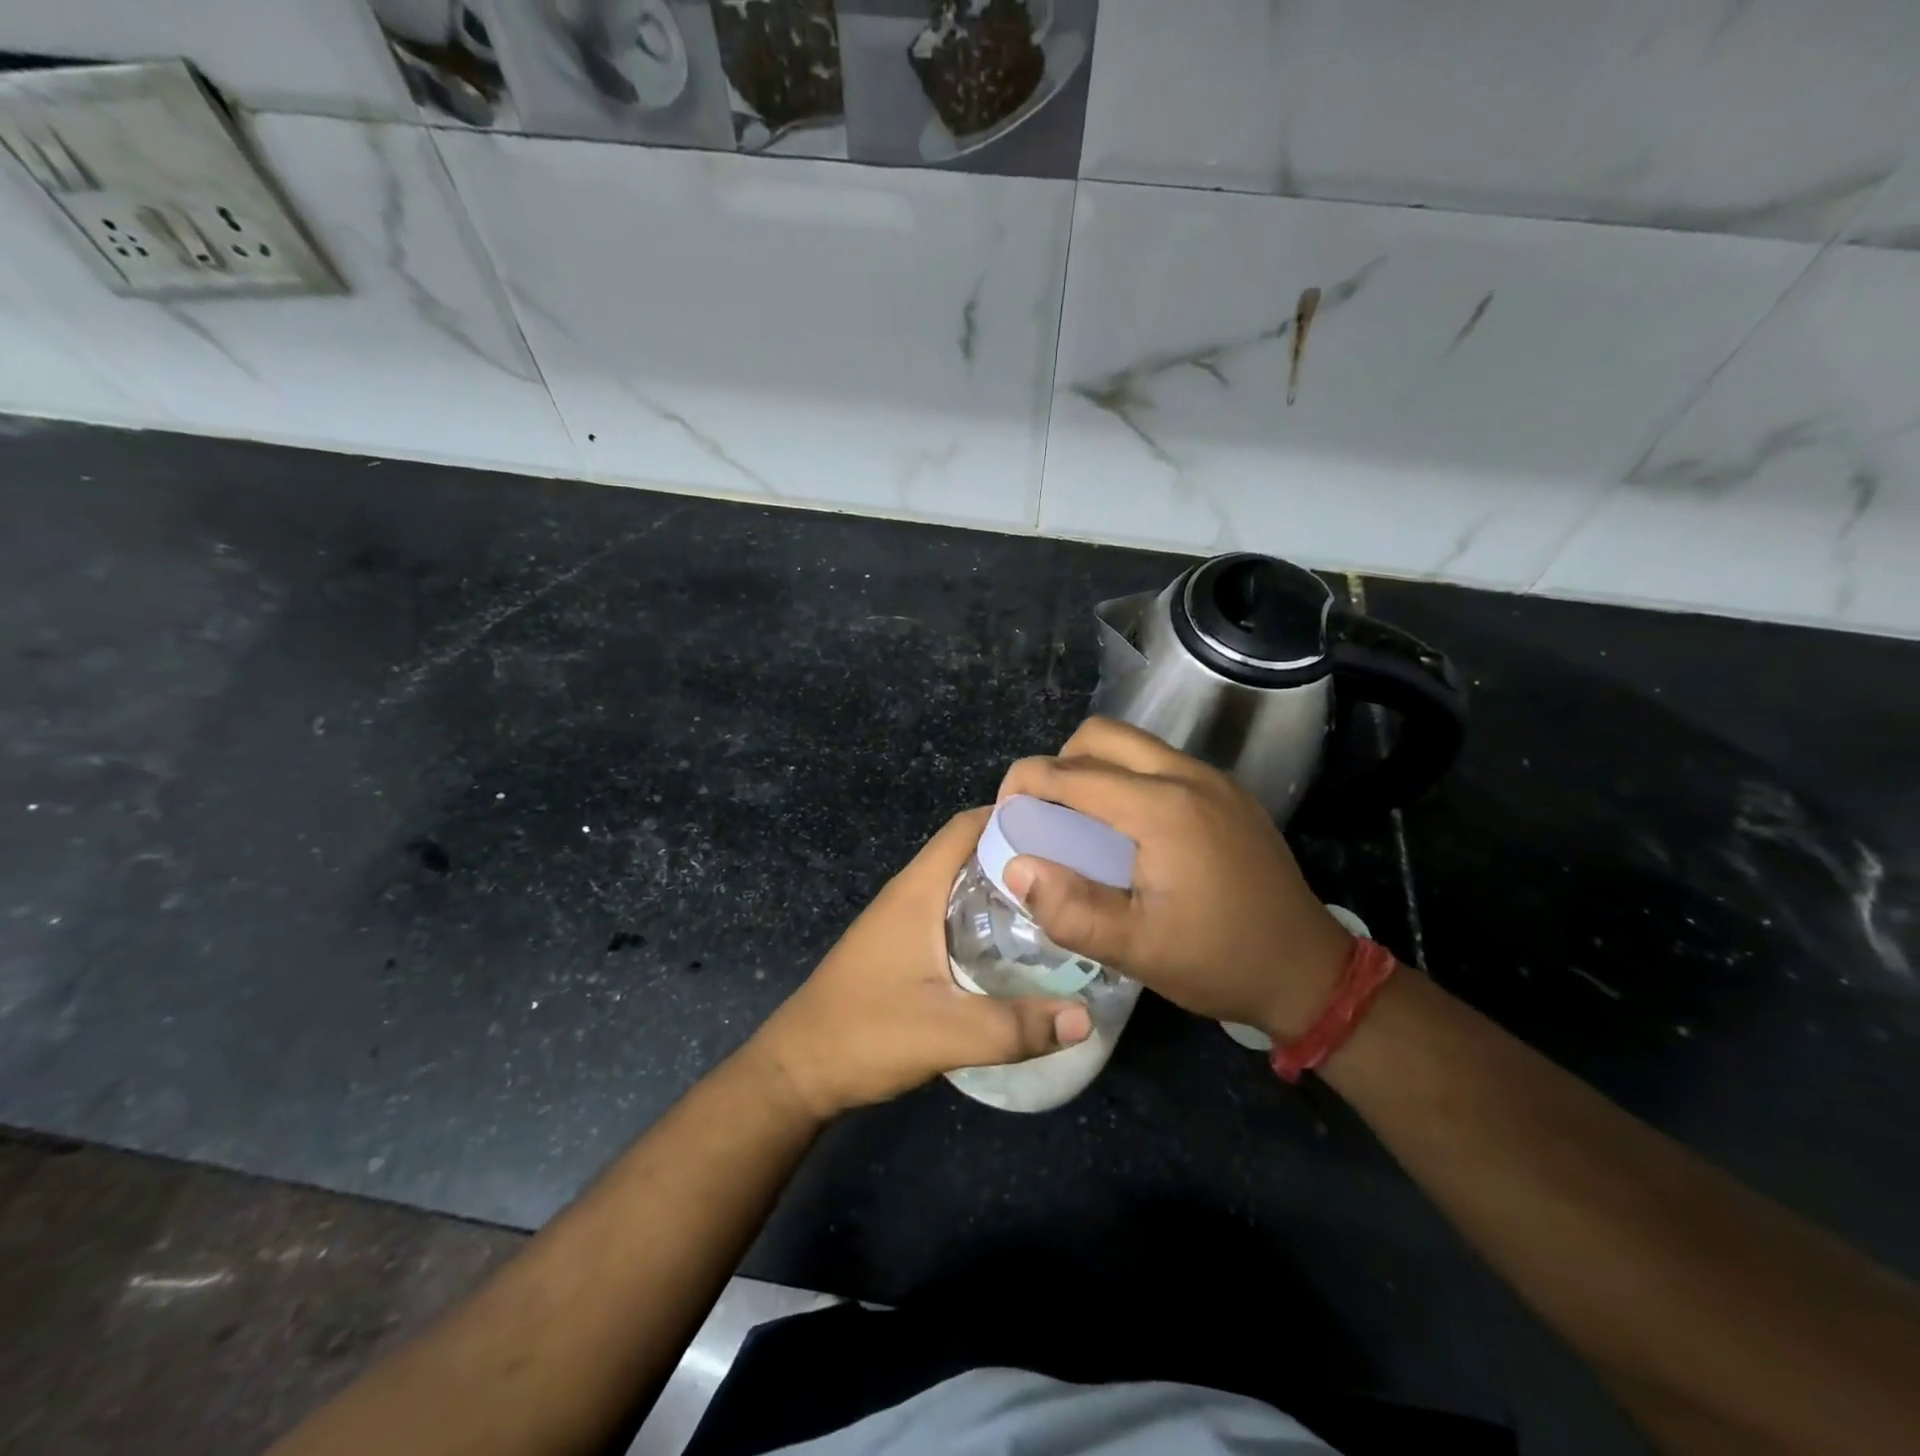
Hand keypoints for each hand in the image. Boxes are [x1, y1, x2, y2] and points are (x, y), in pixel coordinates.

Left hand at [747, 809, 1093, 1120]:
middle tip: (1077, 869)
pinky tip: (1017, 945)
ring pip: (961, 884)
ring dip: (1004, 886)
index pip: (967, 826)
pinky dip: (986, 915)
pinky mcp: (902, 947)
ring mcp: (903, 920)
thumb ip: (1016, 1027)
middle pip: (970, 851)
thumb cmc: (865, 1035)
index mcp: (917, 890)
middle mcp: (910, 894)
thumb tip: (1087, 1017)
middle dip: (1020, 852)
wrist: (798, 1071)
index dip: (1012, 814)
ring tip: (1059, 903)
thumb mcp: (946, 1033)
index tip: (1065, 825)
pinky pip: (953, 913)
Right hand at [997, 718, 1353, 1039]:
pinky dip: (1126, 779)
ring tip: (1079, 821)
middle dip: (1059, 762)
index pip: (1075, 773)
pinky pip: (1159, 763)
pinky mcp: (1227, 793)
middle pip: (1103, 735)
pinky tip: (1125, 830)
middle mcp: (1189, 777)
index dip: (1027, 782)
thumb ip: (1071, 909)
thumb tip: (1016, 867)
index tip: (1004, 810)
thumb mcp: (1137, 951)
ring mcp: (1213, 780)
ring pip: (1133, 745)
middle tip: (1043, 811)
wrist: (1308, 971)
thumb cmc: (1219, 961)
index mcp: (1164, 809)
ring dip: (1094, 768)